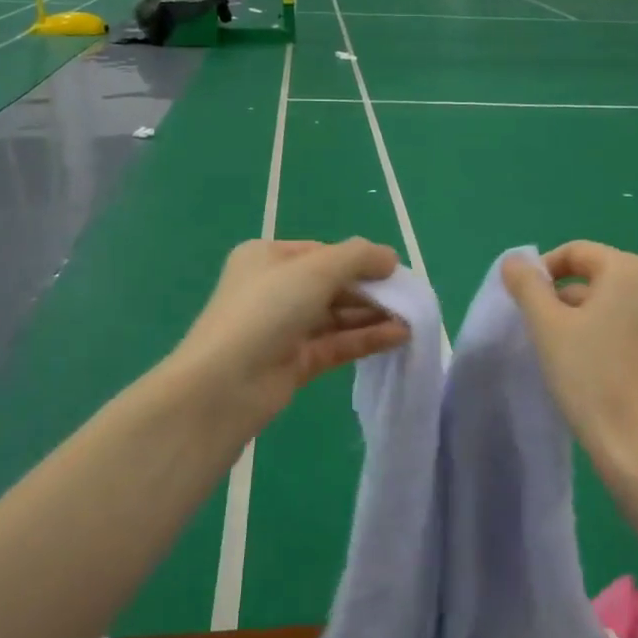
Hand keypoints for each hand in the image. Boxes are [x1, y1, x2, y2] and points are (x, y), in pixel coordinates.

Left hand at [169, 237, 408, 437]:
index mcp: (267, 258)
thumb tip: (390, 258)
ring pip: (336, 316)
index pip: (322, 253)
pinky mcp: (295, 362)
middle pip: (331, 284)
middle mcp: (273, 289)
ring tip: (412, 318)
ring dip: (372, 315)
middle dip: (370, 290)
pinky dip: (366, 339)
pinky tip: (398, 336)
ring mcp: (283, 328)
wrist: (225, 384)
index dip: (358, 259)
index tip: (394, 270)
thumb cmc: (267, 310)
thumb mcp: (315, 270)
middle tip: (408, 297)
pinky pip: (336, 343)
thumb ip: (358, 257)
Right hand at [502, 241, 637, 480]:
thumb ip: (527, 285)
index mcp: (631, 270)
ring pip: (616, 307)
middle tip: (541, 332)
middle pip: (598, 278)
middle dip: (564, 299)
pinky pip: (634, 334)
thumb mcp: (546, 325)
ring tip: (565, 355)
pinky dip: (611, 341)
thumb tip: (515, 261)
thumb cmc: (589, 376)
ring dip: (586, 320)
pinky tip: (596, 374)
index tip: (524, 303)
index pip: (577, 252)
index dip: (543, 271)